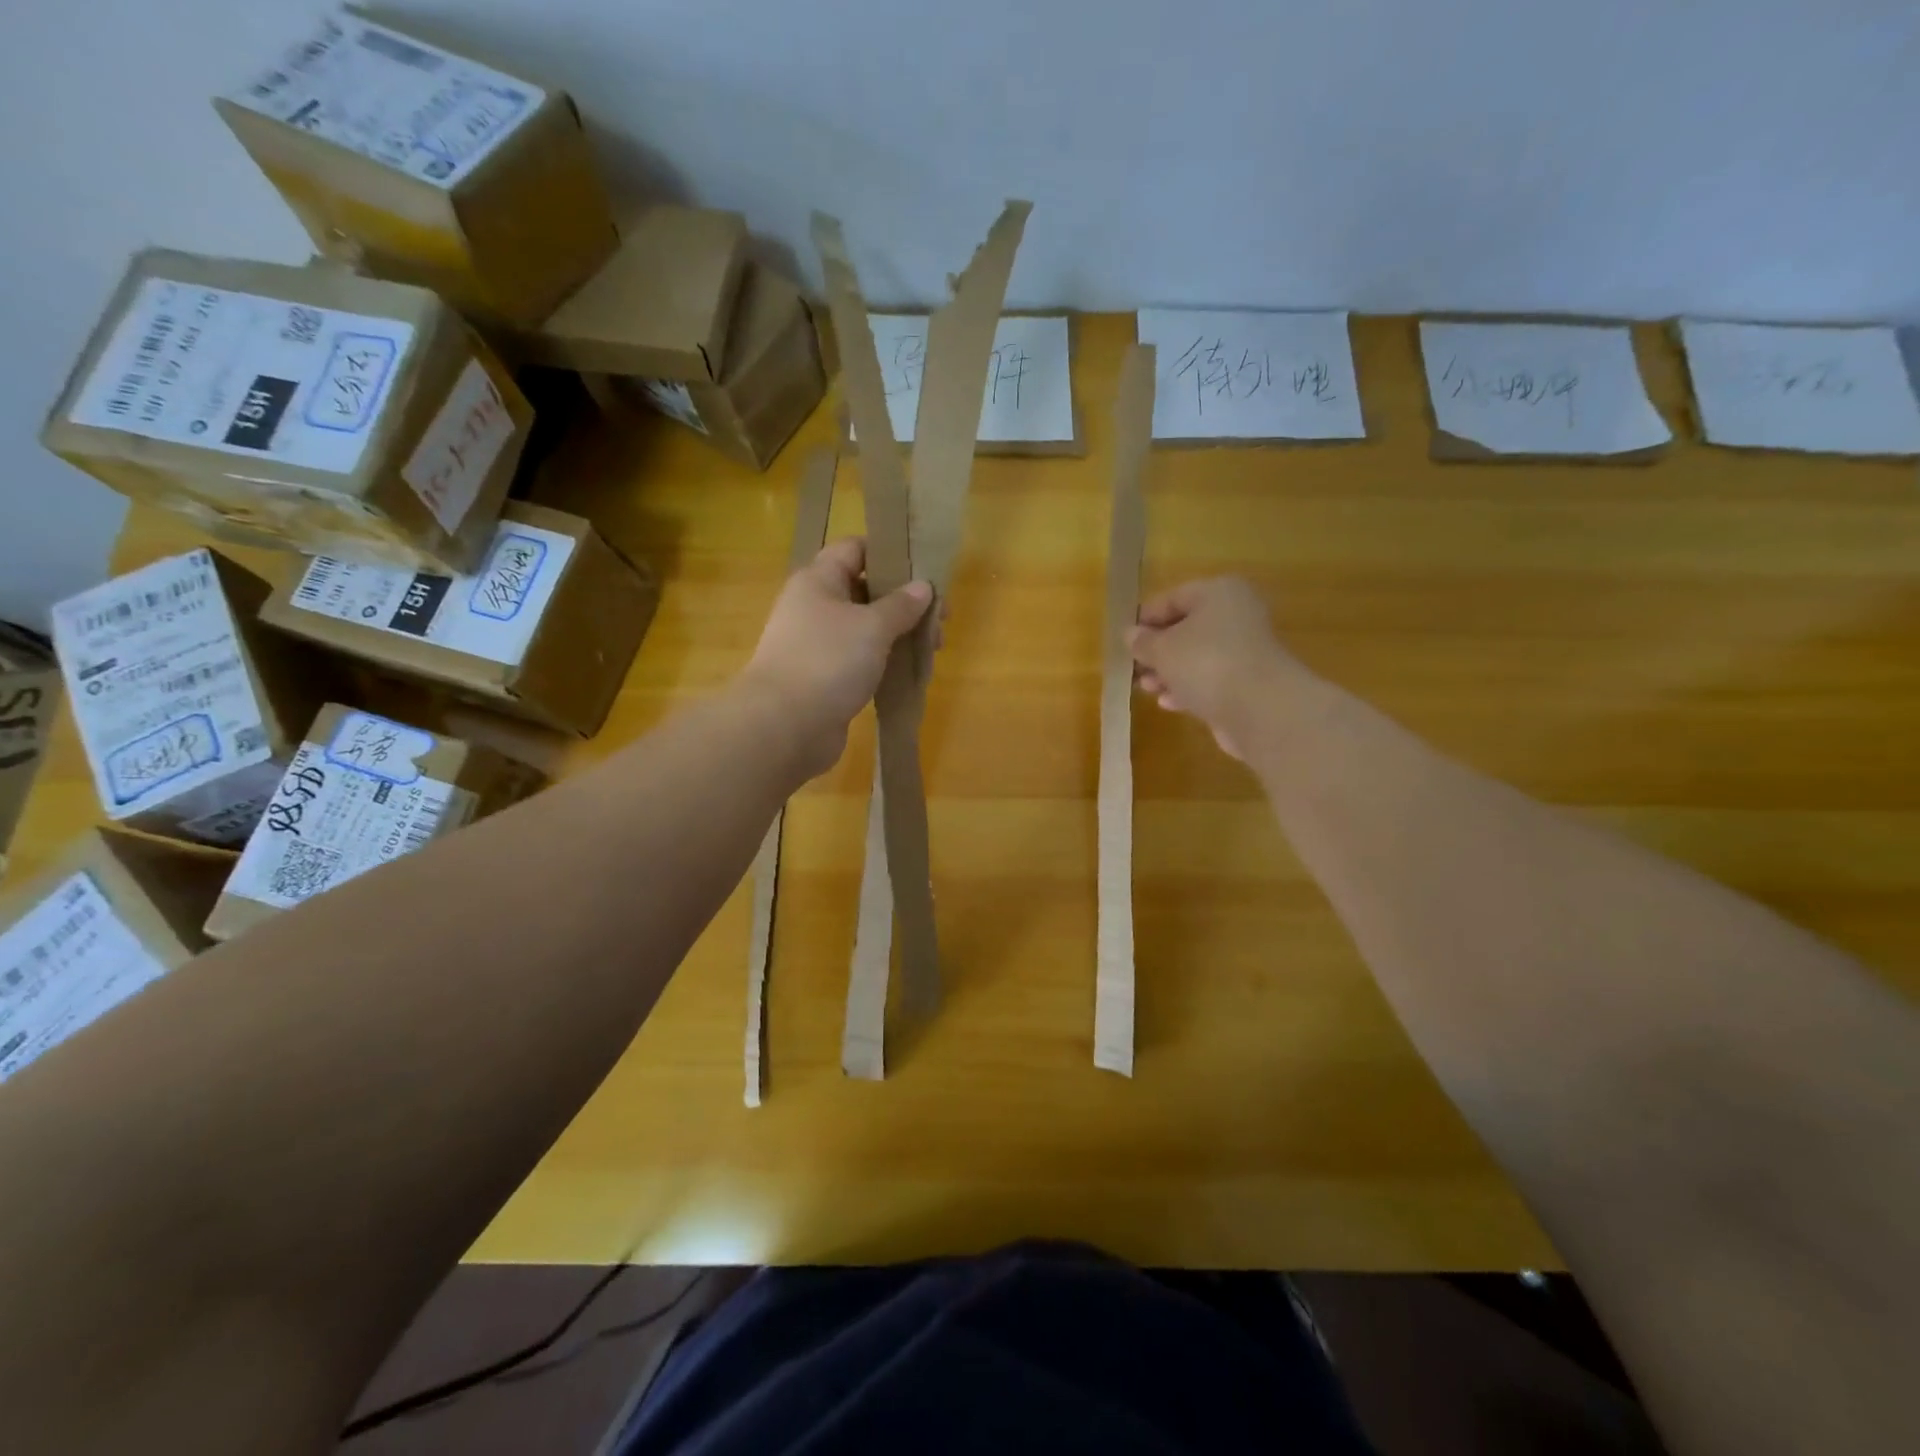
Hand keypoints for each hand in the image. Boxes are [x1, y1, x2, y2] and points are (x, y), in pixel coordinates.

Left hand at [739, 537, 932, 777]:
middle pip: (865, 590)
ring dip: (899, 633)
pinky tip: (911, 669)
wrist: (785, 726)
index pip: (855, 549)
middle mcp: (815, 606)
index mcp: (818, 581)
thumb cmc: (828, 661)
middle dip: (904, 600)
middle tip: (941, 617)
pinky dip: (885, 660)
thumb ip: (901, 605)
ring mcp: (818, 644)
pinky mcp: (824, 677)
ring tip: (934, 647)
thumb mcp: (873, 626)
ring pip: (865, 628)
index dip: (890, 552)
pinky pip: (860, 658)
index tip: (925, 568)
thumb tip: (923, 586)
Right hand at [1127, 578, 1301, 760]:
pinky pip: (1211, 679)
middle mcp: (1236, 615)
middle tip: (1134, 667)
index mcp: (1218, 593)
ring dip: (1169, 672)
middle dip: (1157, 650)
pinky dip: (1188, 688)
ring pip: (1197, 656)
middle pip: (1187, 628)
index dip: (1145, 619)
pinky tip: (1168, 702)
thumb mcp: (1162, 649)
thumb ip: (1143, 642)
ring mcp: (1246, 650)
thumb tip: (1132, 635)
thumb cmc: (1205, 663)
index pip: (1173, 597)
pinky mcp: (1248, 682)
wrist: (1260, 708)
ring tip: (1146, 688)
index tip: (1124, 641)